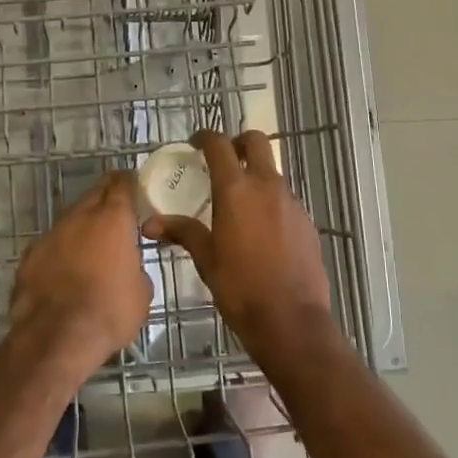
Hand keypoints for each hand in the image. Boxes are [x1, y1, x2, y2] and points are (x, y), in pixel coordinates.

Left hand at [9, 172, 151, 380]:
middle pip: (94, 195)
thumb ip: (135, 268)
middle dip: (106, 198)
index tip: (135, 185)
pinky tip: (65, 270)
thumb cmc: (109, 311)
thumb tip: (127, 268)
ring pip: (70, 220)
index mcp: (112, 219)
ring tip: (92, 246)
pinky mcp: (29, 256)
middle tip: (117, 212)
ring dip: (82, 226)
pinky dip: (61, 251)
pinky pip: (51, 245)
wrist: (55, 337)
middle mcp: (79, 217)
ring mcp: (50, 235)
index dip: (129, 182)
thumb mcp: (141, 293)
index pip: (121, 184)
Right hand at [142, 130, 331, 359]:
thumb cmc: (240, 288)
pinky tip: (261, 230)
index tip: (195, 143)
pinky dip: (271, 202)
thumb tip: (150, 224)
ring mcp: (291, 202)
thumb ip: (182, 232)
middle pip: (256, 142)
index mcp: (236, 190)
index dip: (205, 137)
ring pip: (273, 172)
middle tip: (223, 159)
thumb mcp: (206, 259)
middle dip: (238, 143)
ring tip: (239, 201)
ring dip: (255, 175)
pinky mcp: (306, 221)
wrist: (291, 320)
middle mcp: (267, 186)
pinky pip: (285, 199)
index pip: (219, 145)